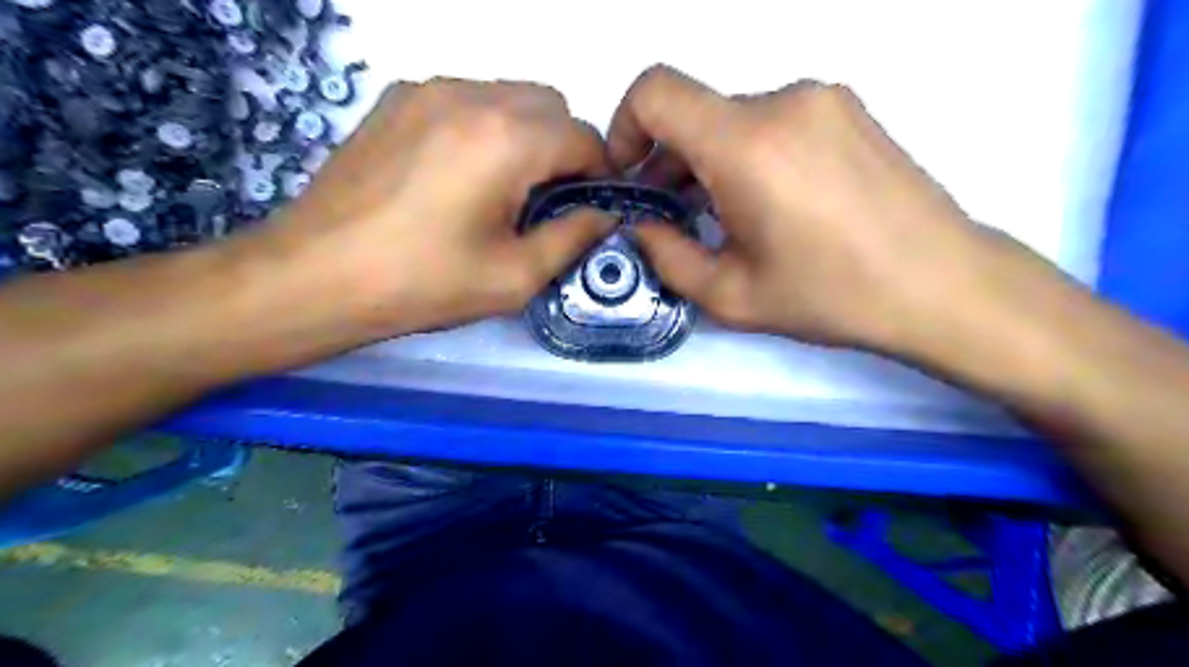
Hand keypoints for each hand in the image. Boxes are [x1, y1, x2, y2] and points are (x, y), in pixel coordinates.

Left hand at [262, 78, 611, 338]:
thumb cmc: (422, 284)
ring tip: (500, 190)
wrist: (314, 276)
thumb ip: (573, 238)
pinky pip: (466, 100)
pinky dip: (484, 129)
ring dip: (525, 136)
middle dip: (563, 149)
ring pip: (508, 97)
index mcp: (507, 139)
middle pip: (550, 105)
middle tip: (543, 202)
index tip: (586, 209)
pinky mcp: (396, 100)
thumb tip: (605, 215)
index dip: (598, 173)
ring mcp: (427, 91)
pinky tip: (458, 176)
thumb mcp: (514, 277)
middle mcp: (471, 96)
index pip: (583, 137)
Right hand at [608, 64, 1017, 352]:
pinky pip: (772, 120)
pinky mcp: (847, 110)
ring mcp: (822, 99)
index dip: (625, 127)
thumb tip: (640, 226)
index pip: (655, 90)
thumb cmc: (830, 296)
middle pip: (694, 112)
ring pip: (733, 118)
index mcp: (746, 145)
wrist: (941, 284)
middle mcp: (783, 101)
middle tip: (675, 217)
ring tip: (725, 217)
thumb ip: (667, 256)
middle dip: (669, 161)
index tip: (631, 176)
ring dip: (710, 161)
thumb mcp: (730, 295)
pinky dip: (749, 153)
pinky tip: (770, 203)